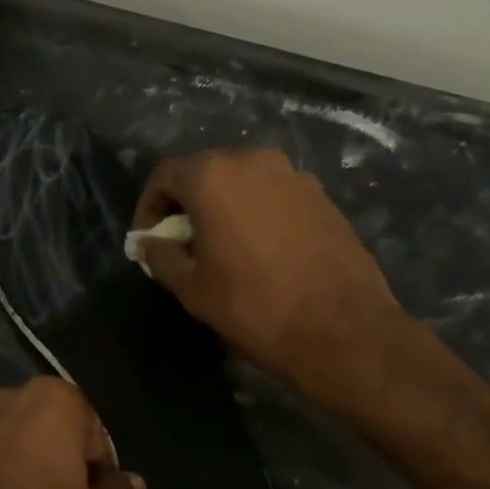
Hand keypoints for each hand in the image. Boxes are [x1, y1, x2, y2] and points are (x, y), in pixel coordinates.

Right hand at [133, 149, 406, 406]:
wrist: (341, 328)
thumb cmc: (253, 306)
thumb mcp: (191, 288)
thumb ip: (160, 256)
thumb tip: (148, 243)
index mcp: (213, 176)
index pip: (165, 175)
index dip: (149, 207)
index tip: (147, 240)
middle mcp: (252, 160)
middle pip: (205, 172)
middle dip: (187, 204)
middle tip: (181, 243)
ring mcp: (292, 174)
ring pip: (242, 182)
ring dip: (223, 207)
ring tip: (222, 247)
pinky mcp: (321, 194)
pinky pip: (273, 194)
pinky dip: (256, 212)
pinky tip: (260, 250)